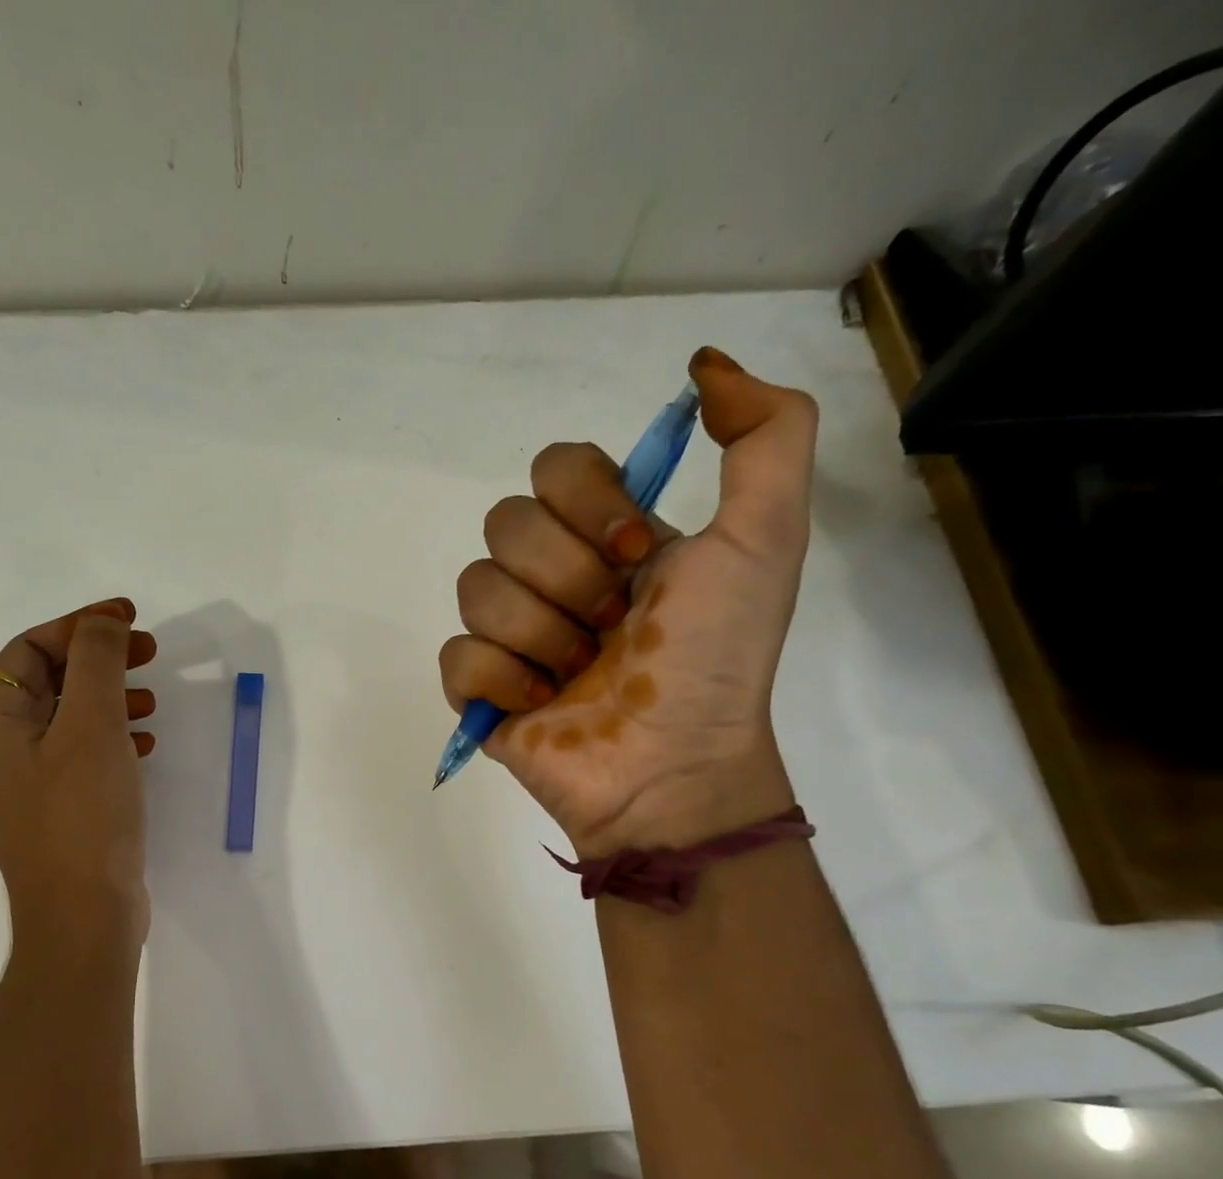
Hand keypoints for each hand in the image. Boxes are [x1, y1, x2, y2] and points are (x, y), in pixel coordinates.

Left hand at [0, 598, 158, 942]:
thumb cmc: (83, 814)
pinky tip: (145, 743)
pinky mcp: (56, 809)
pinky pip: (80, 753)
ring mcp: (26, 783)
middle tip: (149, 652)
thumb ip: (96, 661)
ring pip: (67, 717)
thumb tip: (102, 621)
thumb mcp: (91, 725)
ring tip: (153, 698)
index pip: (28, 649)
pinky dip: (112, 736)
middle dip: (98, 659)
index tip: (129, 617)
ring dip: (110, 696)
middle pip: (46, 680)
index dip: (78, 625)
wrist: (84, 916)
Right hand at [439, 347, 816, 853]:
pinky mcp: (479, 689)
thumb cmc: (716, 659)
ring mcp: (510, 634)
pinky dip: (502, 678)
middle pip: (506, 523)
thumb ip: (766, 437)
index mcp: (606, 537)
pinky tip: (540, 703)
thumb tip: (702, 366)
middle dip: (568, 578)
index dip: (587, 503)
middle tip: (613, 625)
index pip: (555, 467)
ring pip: (476, 588)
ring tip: (579, 673)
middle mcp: (552, 575)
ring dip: (541, 633)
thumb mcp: (766, 540)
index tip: (636, 555)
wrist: (674, 767)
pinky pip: (456, 654)